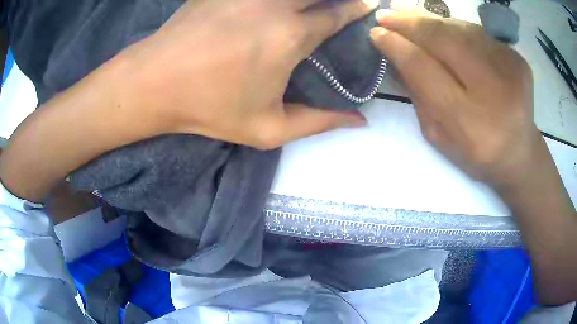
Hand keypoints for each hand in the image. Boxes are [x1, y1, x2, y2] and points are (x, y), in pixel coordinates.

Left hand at [126, 0, 375, 148]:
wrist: (154, 83)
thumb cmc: (209, 108)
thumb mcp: (268, 129)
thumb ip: (319, 123)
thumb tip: (359, 121)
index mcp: (290, 36)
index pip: (336, 13)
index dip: (356, 7)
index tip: (367, 4)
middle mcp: (273, 4)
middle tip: (342, 2)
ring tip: (309, 6)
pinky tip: (272, 6)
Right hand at [369, 9, 539, 185]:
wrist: (519, 152)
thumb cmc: (476, 152)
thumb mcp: (439, 136)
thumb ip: (418, 95)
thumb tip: (396, 52)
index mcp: (471, 125)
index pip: (425, 70)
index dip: (397, 47)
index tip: (376, 33)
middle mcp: (494, 92)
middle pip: (444, 40)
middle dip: (410, 23)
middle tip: (386, 15)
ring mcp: (511, 70)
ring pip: (460, 29)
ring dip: (430, 20)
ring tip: (409, 17)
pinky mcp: (518, 59)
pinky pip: (478, 33)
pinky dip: (455, 28)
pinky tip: (443, 31)